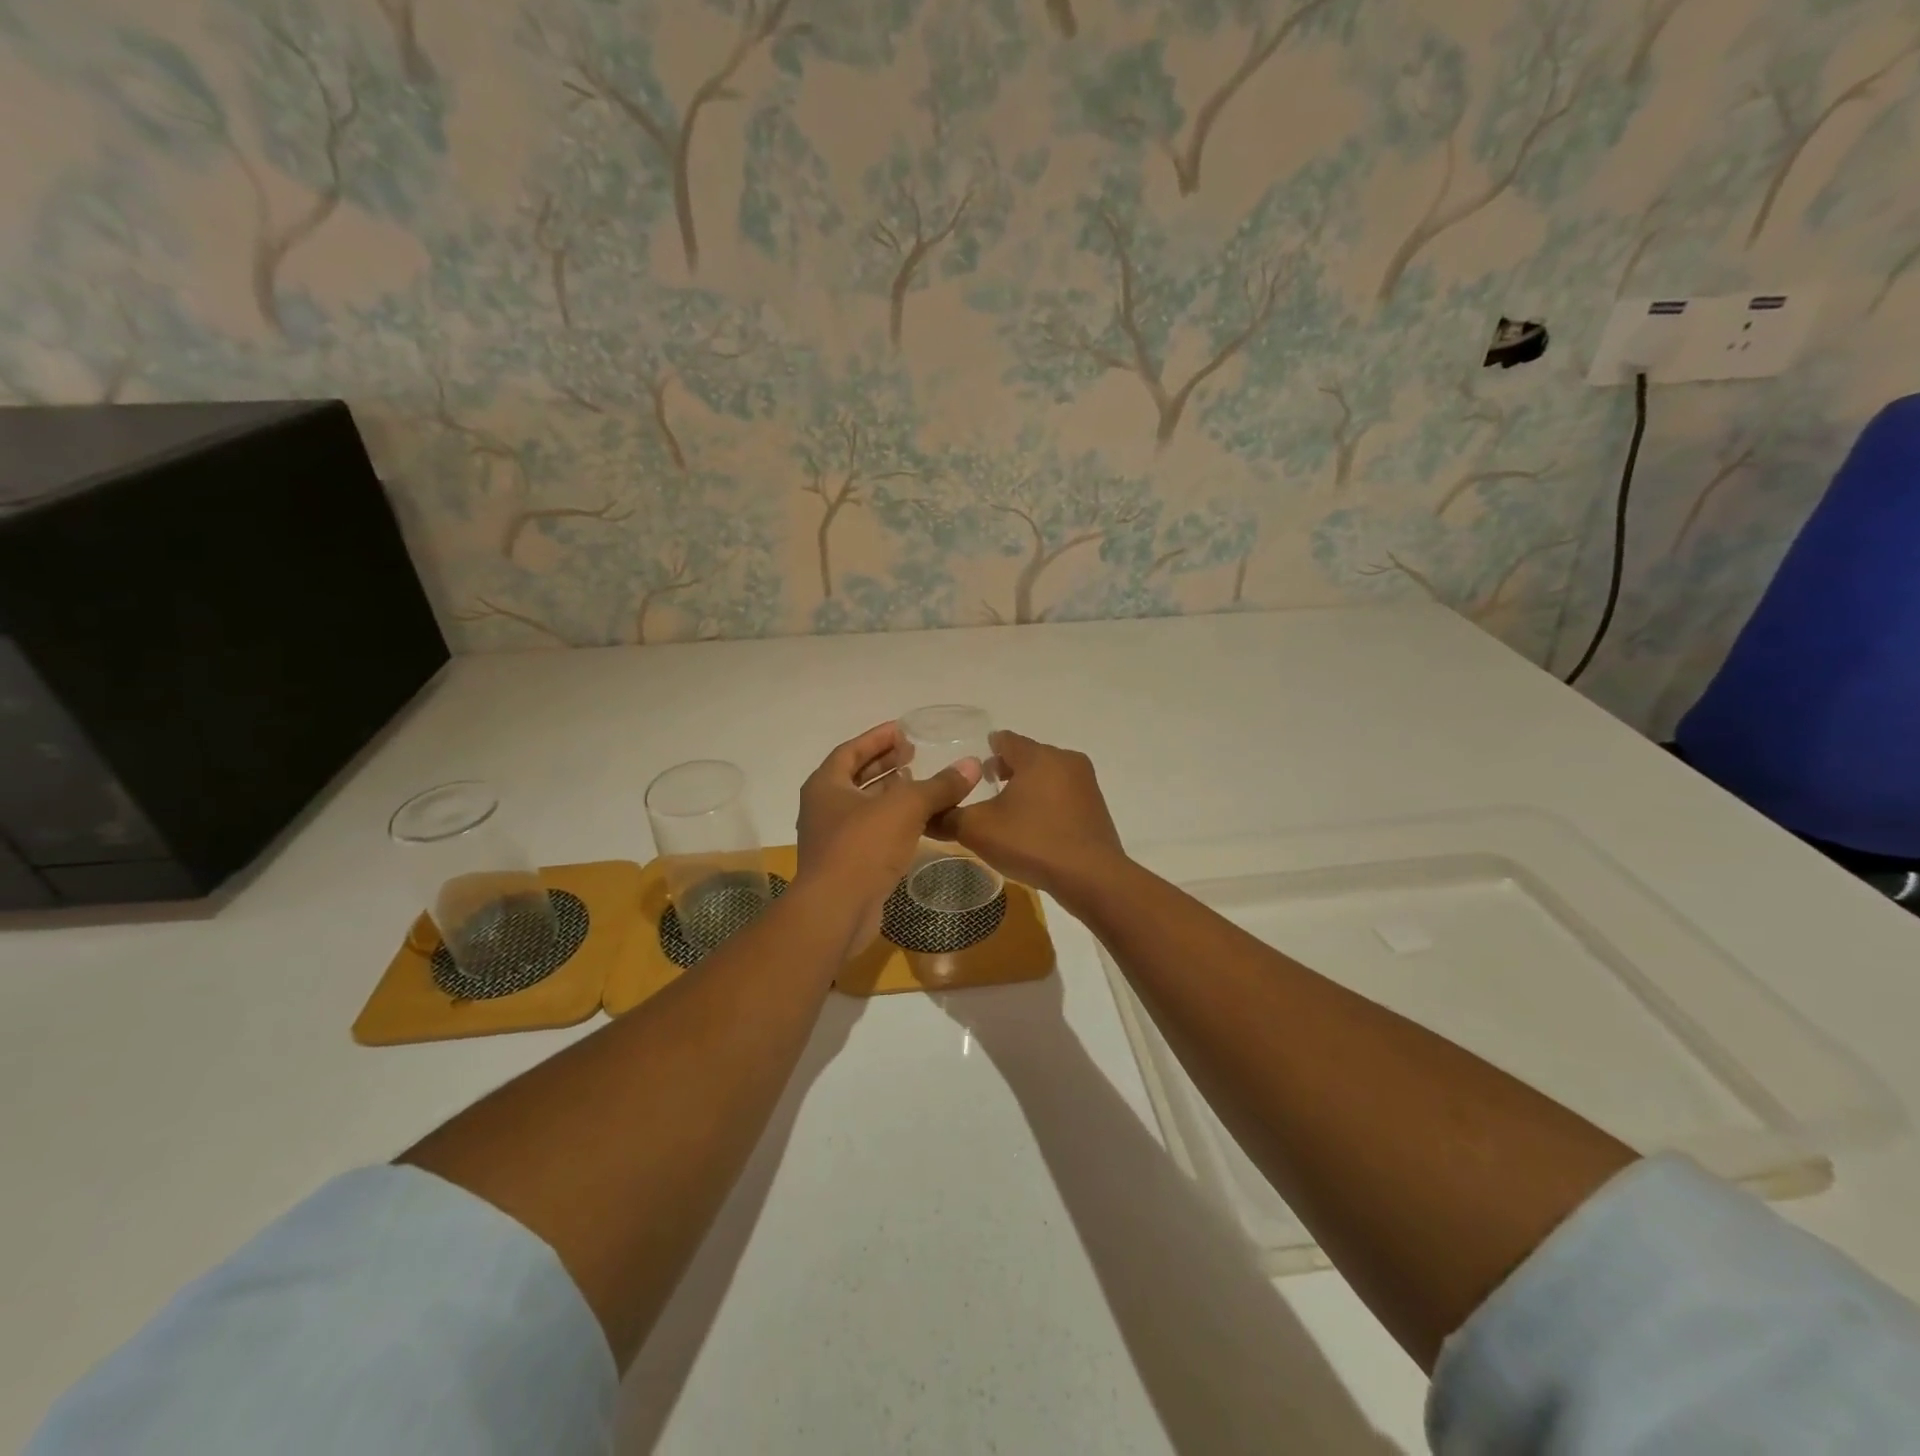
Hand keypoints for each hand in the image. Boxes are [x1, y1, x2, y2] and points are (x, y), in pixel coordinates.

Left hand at [796, 722, 981, 953]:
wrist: (837, 910)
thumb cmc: (863, 846)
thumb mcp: (906, 807)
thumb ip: (939, 785)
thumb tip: (972, 765)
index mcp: (825, 785)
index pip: (850, 750)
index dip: (877, 738)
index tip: (903, 730)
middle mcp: (824, 808)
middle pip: (856, 777)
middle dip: (885, 764)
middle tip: (914, 754)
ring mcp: (833, 839)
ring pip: (865, 806)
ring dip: (891, 794)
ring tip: (920, 784)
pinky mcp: (847, 865)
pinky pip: (872, 833)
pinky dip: (893, 822)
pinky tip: (918, 823)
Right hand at [935, 731, 1128, 905]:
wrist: (1091, 876)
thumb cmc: (1032, 842)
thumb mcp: (978, 830)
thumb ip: (948, 817)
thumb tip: (924, 814)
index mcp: (1037, 756)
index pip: (1005, 739)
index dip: (986, 750)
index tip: (973, 766)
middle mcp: (1065, 760)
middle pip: (1028, 755)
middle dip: (1007, 768)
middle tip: (987, 787)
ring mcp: (1086, 783)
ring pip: (1048, 774)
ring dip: (1028, 785)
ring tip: (1009, 809)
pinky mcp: (1096, 806)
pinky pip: (1064, 794)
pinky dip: (1047, 801)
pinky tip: (1035, 825)